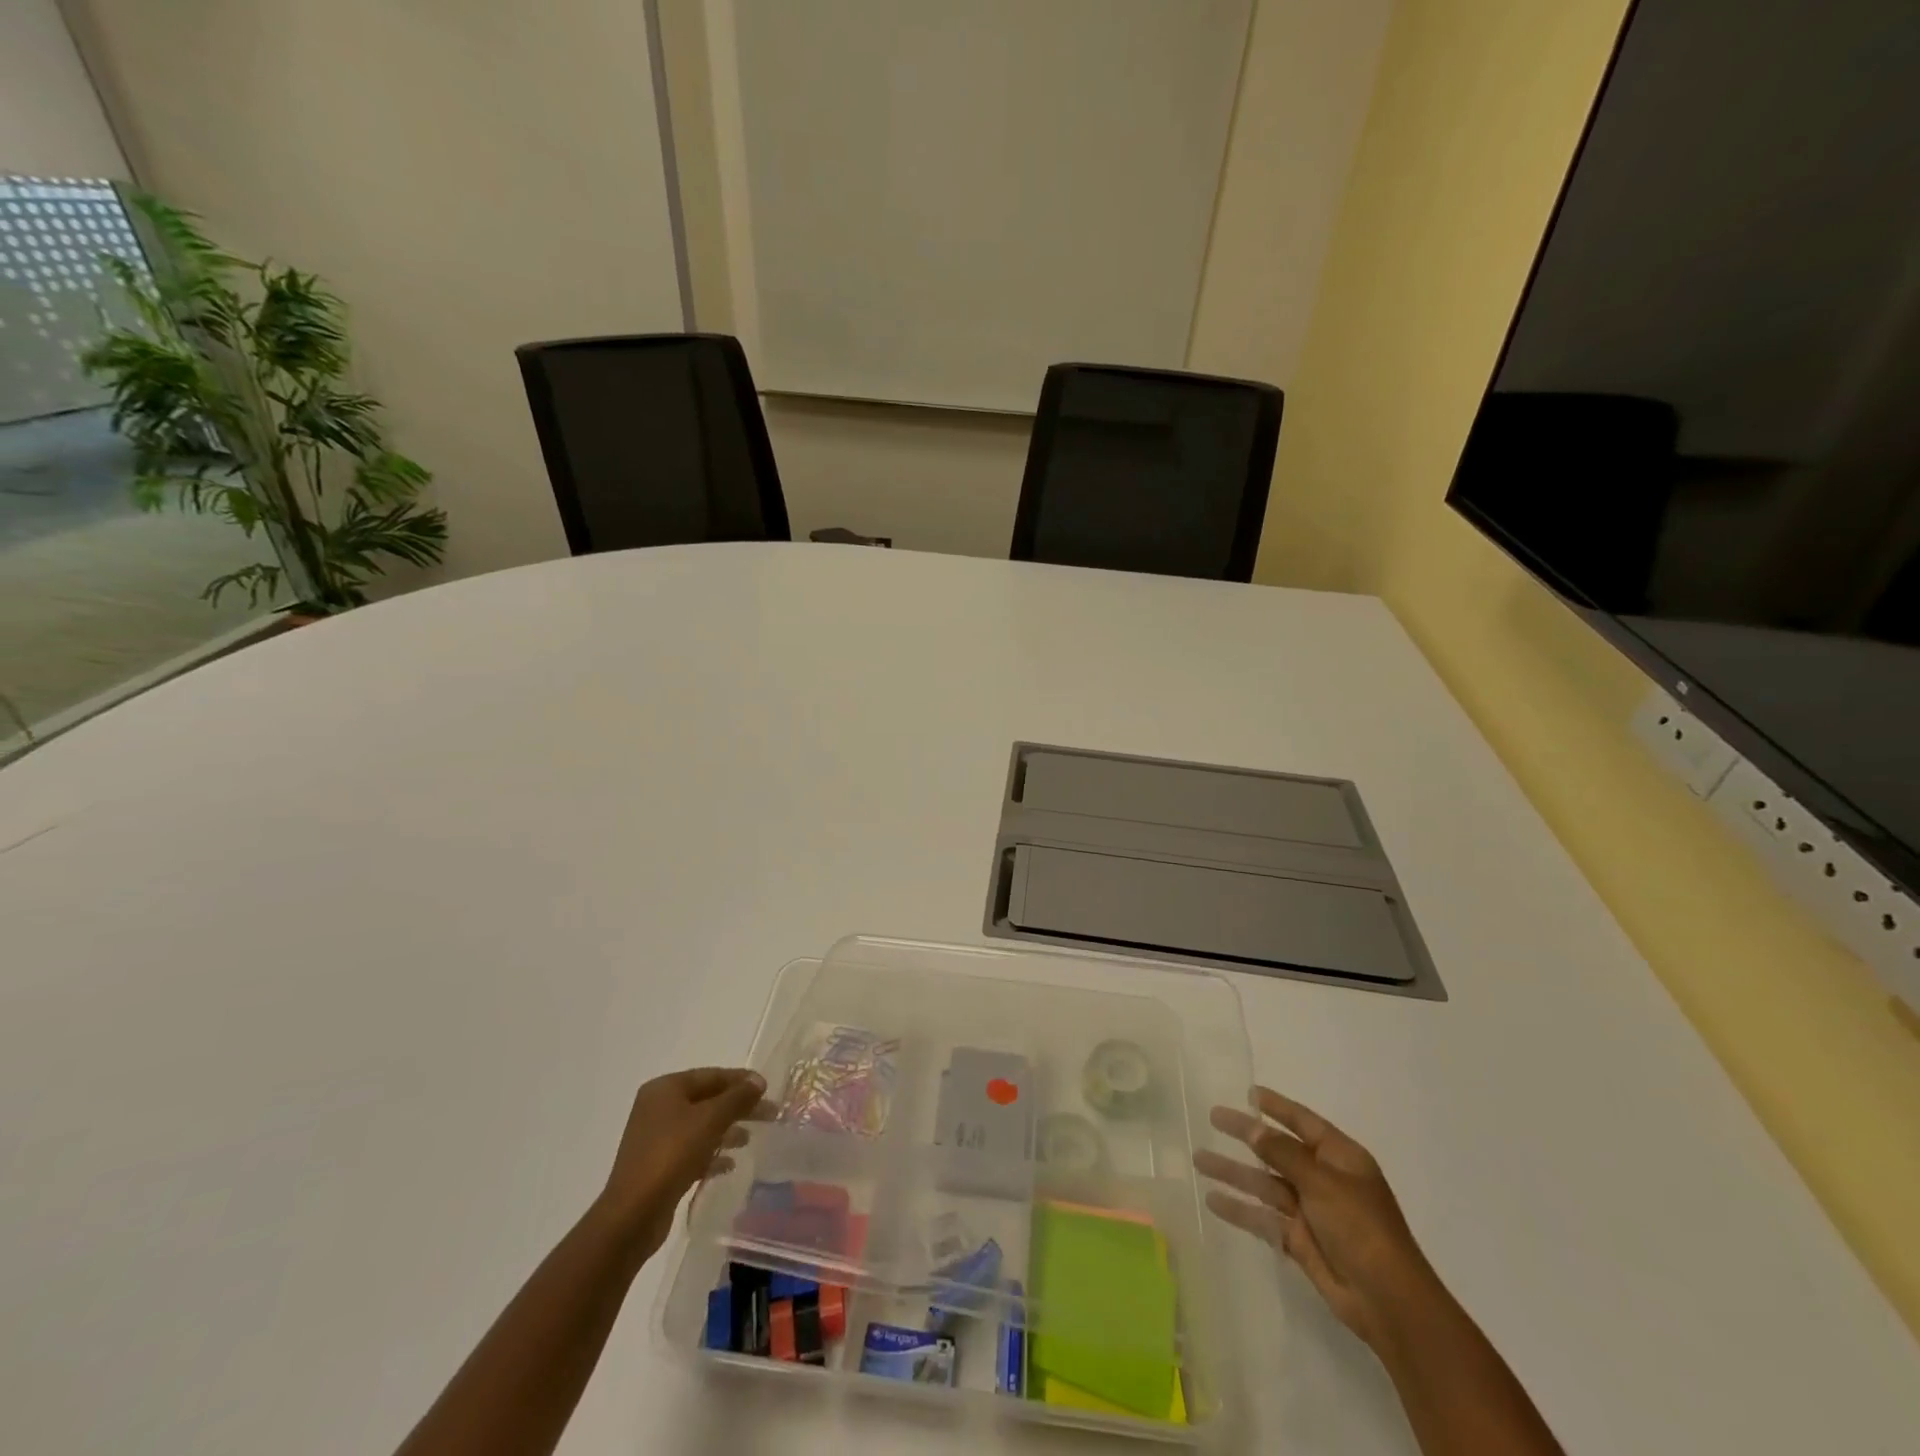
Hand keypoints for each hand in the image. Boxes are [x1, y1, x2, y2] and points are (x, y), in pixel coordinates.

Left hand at [596, 1067, 766, 1260]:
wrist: (632, 1215)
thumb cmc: (672, 1155)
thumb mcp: (710, 1120)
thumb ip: (737, 1097)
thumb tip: (758, 1081)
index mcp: (665, 1088)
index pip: (711, 1075)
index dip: (741, 1080)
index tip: (767, 1089)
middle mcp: (658, 1108)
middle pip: (707, 1100)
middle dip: (737, 1106)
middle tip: (768, 1114)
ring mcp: (655, 1137)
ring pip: (700, 1125)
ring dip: (726, 1129)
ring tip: (750, 1138)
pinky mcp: (658, 1165)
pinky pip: (691, 1149)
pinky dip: (711, 1152)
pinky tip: (729, 1164)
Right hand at [1194, 1086, 1436, 1350]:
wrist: (1388, 1301)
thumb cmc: (1361, 1228)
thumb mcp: (1322, 1182)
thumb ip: (1283, 1154)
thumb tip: (1251, 1126)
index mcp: (1340, 1158)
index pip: (1303, 1122)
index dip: (1277, 1106)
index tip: (1248, 1092)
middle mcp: (1324, 1179)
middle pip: (1277, 1150)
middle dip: (1246, 1135)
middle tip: (1212, 1118)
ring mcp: (1311, 1210)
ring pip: (1264, 1183)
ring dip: (1234, 1171)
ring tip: (1198, 1159)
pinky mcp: (1299, 1240)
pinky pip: (1264, 1217)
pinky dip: (1240, 1208)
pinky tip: (1212, 1200)